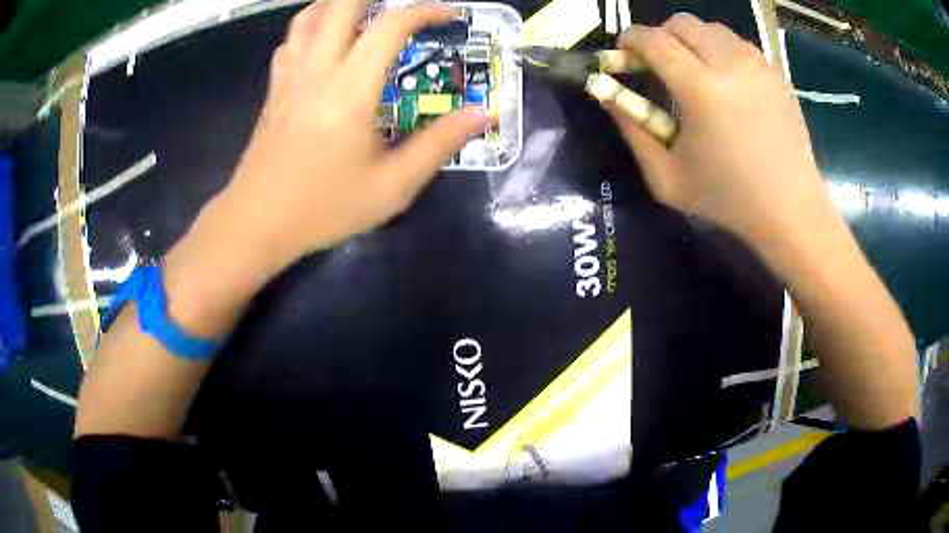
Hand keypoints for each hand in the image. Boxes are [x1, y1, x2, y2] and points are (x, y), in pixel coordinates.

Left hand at [214, 1, 492, 270]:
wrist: (256, 224)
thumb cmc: (323, 208)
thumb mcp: (392, 187)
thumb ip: (439, 144)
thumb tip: (481, 114)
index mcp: (351, 90)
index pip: (391, 26)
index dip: (426, 11)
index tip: (450, 16)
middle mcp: (318, 70)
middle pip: (341, 5)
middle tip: (401, 6)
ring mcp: (290, 76)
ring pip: (310, 15)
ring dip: (340, 5)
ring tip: (366, 12)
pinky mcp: (274, 89)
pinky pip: (292, 40)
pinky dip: (312, 26)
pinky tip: (325, 40)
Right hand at [607, 13, 829, 248]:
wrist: (791, 209)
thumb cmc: (727, 199)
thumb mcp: (666, 177)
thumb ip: (631, 128)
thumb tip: (604, 92)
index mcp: (700, 89)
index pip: (652, 39)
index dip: (629, 40)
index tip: (624, 56)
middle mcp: (729, 63)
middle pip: (681, 22)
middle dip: (660, 36)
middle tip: (659, 65)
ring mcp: (757, 64)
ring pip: (711, 28)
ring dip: (692, 42)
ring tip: (694, 74)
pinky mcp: (775, 72)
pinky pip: (738, 44)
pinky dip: (721, 52)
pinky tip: (726, 84)